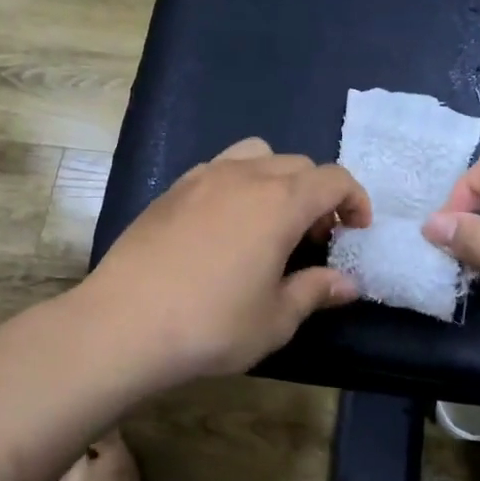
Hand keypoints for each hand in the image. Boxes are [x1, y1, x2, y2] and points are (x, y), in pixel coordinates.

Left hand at [86, 138, 371, 384]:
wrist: (123, 324)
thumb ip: (315, 291)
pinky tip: (226, 226)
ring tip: (271, 221)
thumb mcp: (275, 318)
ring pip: (256, 155)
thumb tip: (349, 283)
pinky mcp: (171, 190)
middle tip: (316, 238)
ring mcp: (201, 178)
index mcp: (279, 202)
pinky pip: (219, 169)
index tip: (357, 230)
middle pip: (297, 164)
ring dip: (277, 180)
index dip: (354, 200)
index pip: (333, 179)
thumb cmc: (211, 325)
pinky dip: (239, 184)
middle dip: (318, 194)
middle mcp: (243, 176)